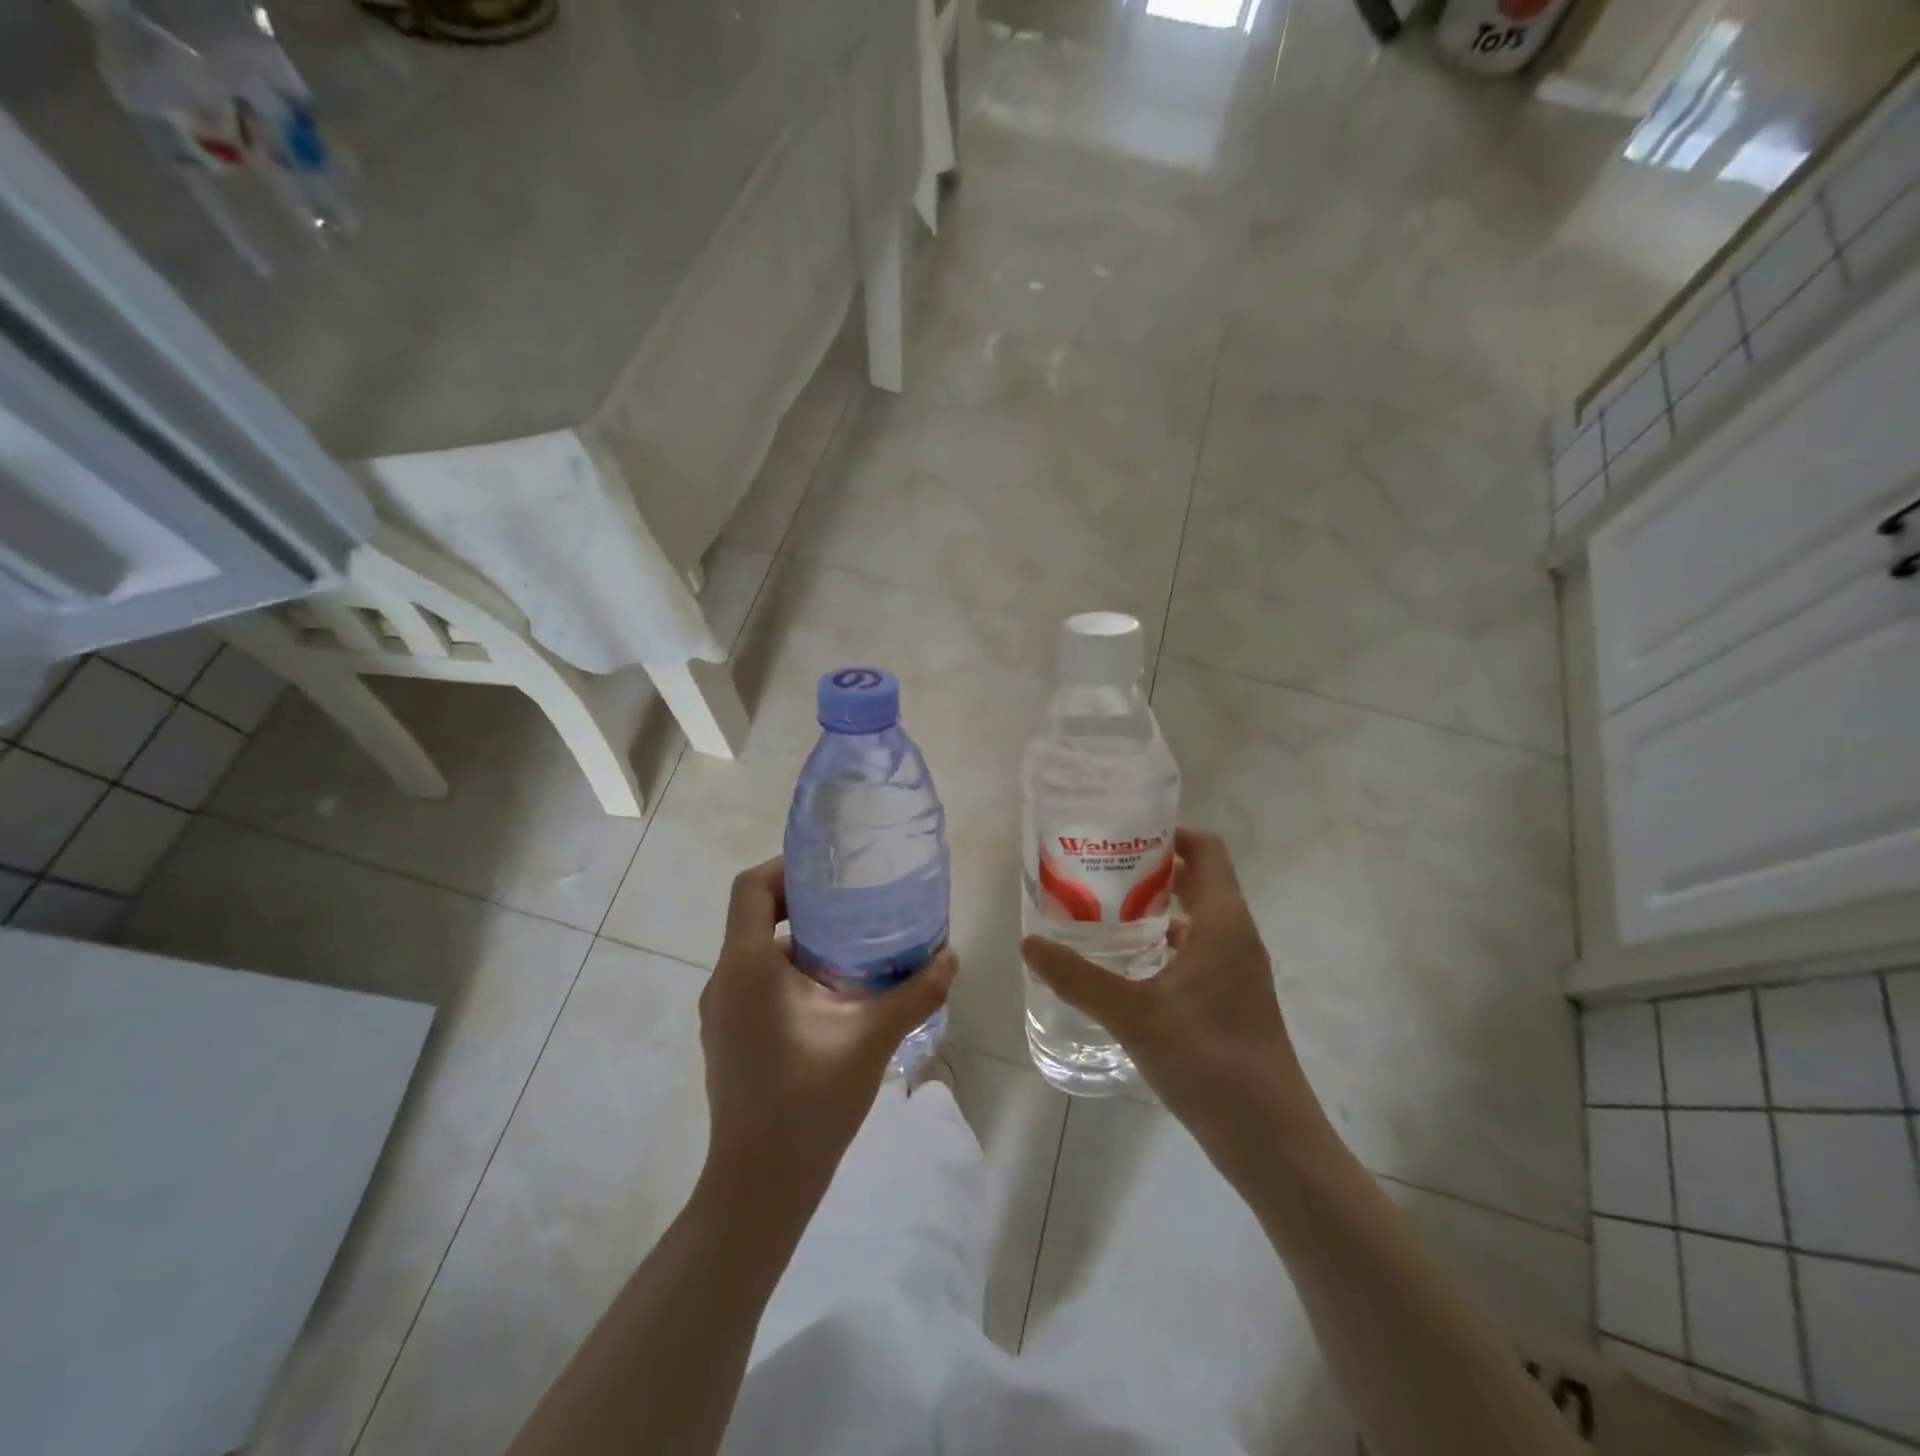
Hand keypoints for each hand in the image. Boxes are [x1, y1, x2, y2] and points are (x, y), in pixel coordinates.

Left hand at [699, 859, 956, 1202]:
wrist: (759, 1187)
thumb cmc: (808, 1101)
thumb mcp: (871, 1039)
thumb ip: (915, 993)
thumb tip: (951, 956)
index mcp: (746, 966)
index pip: (751, 888)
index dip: (786, 867)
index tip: (830, 870)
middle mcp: (725, 980)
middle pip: (756, 917)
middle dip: (805, 904)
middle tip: (857, 904)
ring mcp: (722, 1012)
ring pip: (758, 953)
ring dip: (802, 942)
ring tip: (856, 947)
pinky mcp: (729, 1038)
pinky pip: (757, 984)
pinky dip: (791, 974)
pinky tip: (835, 997)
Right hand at [1021, 829, 1331, 1181]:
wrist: (1272, 1141)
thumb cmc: (1209, 1061)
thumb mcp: (1134, 1015)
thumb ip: (1079, 978)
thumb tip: (1028, 943)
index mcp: (1224, 923)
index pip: (1206, 850)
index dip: (1170, 833)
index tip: (1123, 834)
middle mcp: (1236, 937)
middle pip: (1200, 880)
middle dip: (1153, 869)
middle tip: (1100, 869)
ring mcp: (1238, 971)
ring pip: (1198, 918)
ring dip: (1158, 908)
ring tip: (1105, 909)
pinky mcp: (1233, 1000)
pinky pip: (1198, 951)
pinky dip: (1166, 944)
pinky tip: (1128, 964)